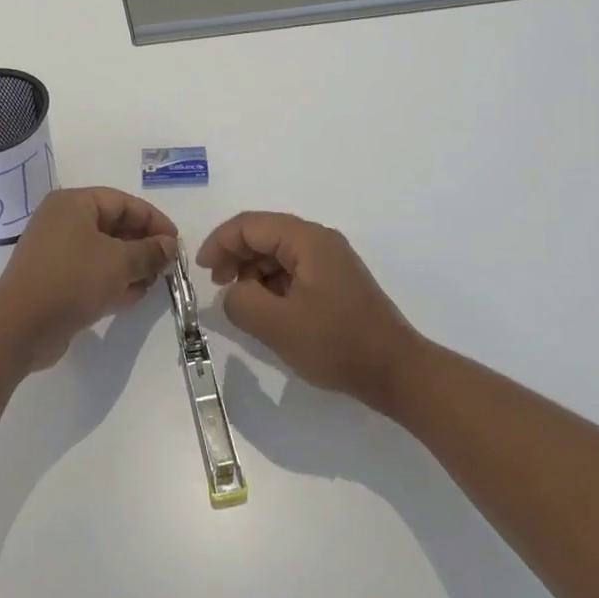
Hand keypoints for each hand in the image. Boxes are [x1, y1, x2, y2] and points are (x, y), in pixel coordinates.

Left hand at [0, 187, 177, 370]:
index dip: (153, 220)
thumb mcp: (119, 263)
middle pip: (113, 226)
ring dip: (131, 266)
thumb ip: (149, 252)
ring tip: (155, 282)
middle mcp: (63, 222)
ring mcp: (57, 253)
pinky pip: (91, 274)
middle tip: (167, 265)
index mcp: (73, 204)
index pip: (122, 202)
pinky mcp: (56, 281)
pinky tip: (135, 297)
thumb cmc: (72, 280)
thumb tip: (169, 246)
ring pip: (104, 253)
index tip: (176, 242)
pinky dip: (113, 282)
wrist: (20, 327)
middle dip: (143, 245)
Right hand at [196, 212, 421, 411]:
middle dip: (235, 256)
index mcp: (306, 240)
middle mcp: (319, 240)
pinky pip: (294, 270)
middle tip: (218, 286)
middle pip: (264, 234)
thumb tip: (231, 293)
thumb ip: (241, 302)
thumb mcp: (278, 326)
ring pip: (278, 253)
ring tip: (243, 303)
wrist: (397, 372)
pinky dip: (273, 284)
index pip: (250, 225)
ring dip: (253, 272)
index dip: (220, 242)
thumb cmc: (337, 344)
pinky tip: (269, 311)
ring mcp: (330, 260)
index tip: (201, 270)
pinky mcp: (336, 282)